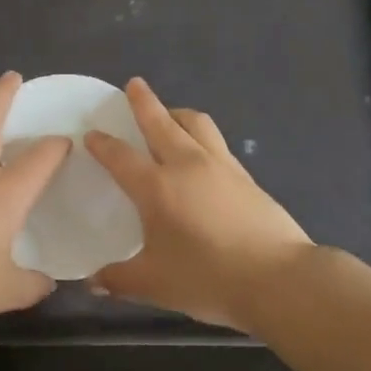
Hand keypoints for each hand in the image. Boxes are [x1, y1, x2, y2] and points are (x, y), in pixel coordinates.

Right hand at [84, 78, 313, 331]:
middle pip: (161, 122)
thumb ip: (119, 280)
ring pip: (196, 124)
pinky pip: (217, 143)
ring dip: (177, 113)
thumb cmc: (208, 279)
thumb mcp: (154, 285)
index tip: (91, 134)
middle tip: (134, 85)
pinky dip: (201, 136)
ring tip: (169, 114)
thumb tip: (92, 282)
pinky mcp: (246, 177)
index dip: (103, 144)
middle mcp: (187, 165)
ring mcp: (221, 166)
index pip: (121, 156)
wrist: (279, 279)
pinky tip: (201, 153)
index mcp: (157, 187)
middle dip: (144, 102)